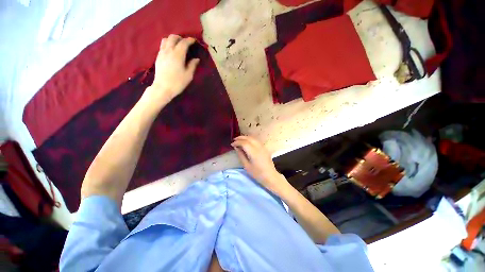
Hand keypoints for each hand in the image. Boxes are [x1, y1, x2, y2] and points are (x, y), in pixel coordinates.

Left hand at [145, 34, 199, 102]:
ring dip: (172, 39)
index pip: (184, 42)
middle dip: (180, 38)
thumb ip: (192, 65)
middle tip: (186, 43)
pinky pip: (162, 45)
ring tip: (177, 45)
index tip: (194, 41)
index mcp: (178, 55)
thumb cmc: (178, 83)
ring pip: (166, 39)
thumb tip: (196, 59)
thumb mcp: (188, 75)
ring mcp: (162, 53)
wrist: (163, 88)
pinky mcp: (158, 56)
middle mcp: (169, 50)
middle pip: (173, 37)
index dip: (190, 40)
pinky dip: (167, 44)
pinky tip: (171, 50)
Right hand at [231, 136, 288, 192]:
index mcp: (254, 152)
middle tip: (234, 140)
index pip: (244, 143)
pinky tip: (247, 142)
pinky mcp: (264, 148)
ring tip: (239, 140)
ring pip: (253, 138)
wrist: (270, 176)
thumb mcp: (247, 166)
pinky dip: (250, 139)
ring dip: (245, 137)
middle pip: (249, 138)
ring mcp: (263, 146)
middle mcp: (259, 147)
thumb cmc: (257, 173)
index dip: (237, 142)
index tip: (232, 144)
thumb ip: (241, 155)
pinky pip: (256, 140)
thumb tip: (236, 148)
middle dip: (241, 138)